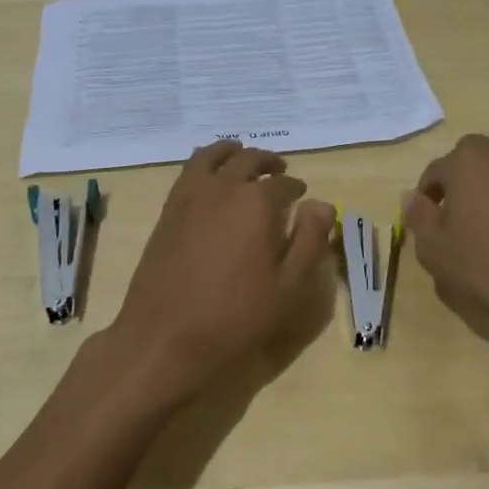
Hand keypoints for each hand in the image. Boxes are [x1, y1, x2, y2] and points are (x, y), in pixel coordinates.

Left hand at [106, 142, 334, 407]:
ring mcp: (190, 196)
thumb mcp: (289, 285)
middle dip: (267, 162)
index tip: (301, 194)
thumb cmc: (236, 315)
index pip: (283, 184)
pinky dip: (205, 162)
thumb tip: (321, 204)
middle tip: (278, 170)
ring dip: (232, 152)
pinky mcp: (168, 210)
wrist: (166, 336)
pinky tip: (211, 178)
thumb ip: (310, 239)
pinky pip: (189, 170)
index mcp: (257, 203)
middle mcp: (223, 188)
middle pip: (248, 160)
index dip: (295, 187)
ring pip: (212, 155)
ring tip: (241, 157)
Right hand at [401, 135, 488, 363]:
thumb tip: (410, 196)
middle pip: (473, 164)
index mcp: (466, 159)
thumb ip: (418, 217)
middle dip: (464, 186)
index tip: (430, 226)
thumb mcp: (435, 250)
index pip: (435, 173)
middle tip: (462, 224)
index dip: (428, 199)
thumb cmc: (488, 267)